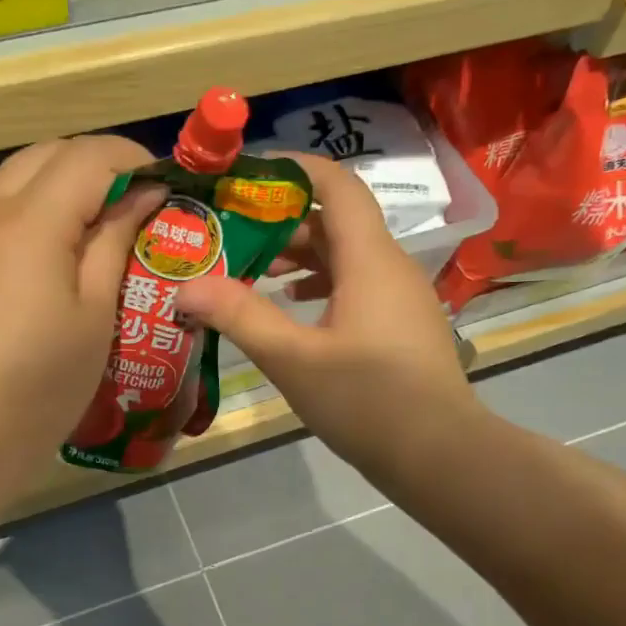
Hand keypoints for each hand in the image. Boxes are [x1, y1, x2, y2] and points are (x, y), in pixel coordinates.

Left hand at [0, 135, 165, 479]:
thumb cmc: (43, 383)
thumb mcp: (96, 314)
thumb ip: (115, 242)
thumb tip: (141, 195)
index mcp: (29, 223)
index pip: (87, 157)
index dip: (131, 158)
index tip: (161, 180)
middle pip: (44, 154)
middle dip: (93, 162)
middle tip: (130, 198)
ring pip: (11, 180)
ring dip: (56, 185)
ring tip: (90, 224)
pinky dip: (24, 213)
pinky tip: (42, 254)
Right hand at [176, 153, 477, 482]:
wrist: (439, 455)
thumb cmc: (366, 400)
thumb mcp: (292, 359)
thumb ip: (239, 317)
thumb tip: (186, 287)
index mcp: (370, 259)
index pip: (337, 185)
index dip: (293, 170)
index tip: (246, 176)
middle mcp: (391, 266)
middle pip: (337, 221)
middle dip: (283, 221)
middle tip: (233, 233)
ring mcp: (401, 297)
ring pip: (347, 257)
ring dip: (301, 257)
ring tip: (253, 271)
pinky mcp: (401, 326)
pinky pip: (358, 286)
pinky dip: (322, 286)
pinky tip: (293, 309)